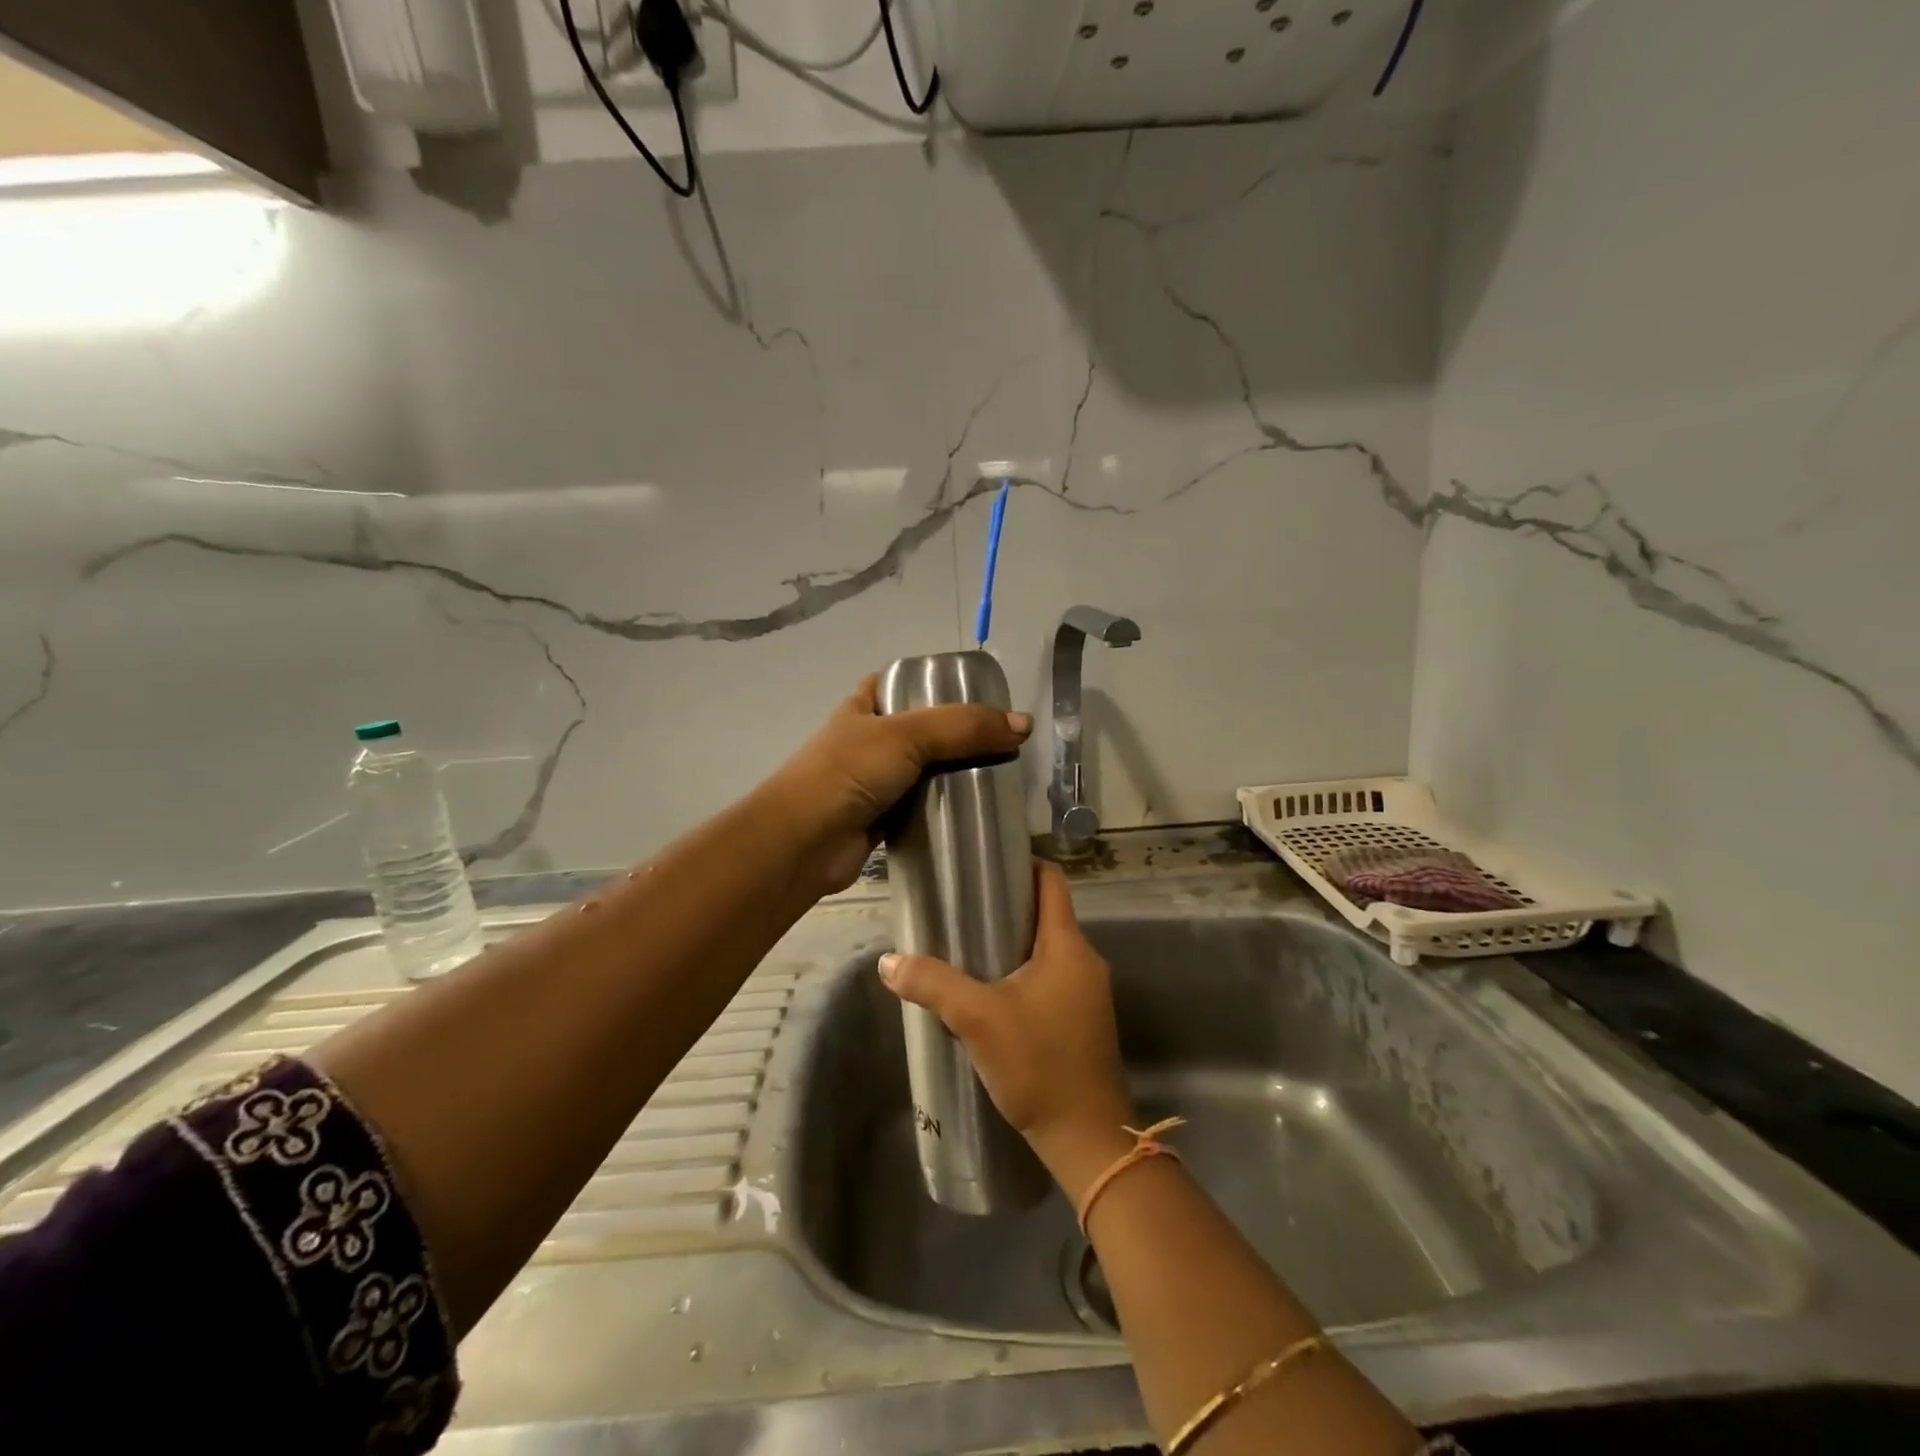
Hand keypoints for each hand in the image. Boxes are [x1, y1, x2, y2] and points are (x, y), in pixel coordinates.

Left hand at [765, 674, 1031, 895]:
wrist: (804, 842)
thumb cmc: (849, 772)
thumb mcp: (908, 735)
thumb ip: (965, 727)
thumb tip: (1024, 725)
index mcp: (863, 707)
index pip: (900, 682)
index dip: (934, 682)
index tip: (976, 694)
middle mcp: (867, 741)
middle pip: (921, 729)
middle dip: (957, 734)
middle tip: (1001, 740)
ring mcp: (874, 782)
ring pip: (924, 771)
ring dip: (954, 774)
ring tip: (1000, 774)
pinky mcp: (883, 820)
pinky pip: (922, 807)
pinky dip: (945, 809)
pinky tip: (978, 810)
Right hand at [877, 863, 1135, 1196]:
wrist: (1087, 1139)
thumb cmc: (1038, 1064)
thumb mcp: (978, 1019)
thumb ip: (932, 984)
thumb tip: (887, 961)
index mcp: (1067, 945)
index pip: (1051, 880)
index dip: (1020, 863)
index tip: (983, 864)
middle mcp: (1084, 959)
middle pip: (1046, 912)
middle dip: (1005, 906)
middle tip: (960, 906)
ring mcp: (1087, 991)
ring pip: (1046, 948)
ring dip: (1011, 942)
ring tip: (966, 945)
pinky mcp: (1081, 1018)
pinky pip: (1049, 976)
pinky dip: (1021, 971)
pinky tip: (989, 989)